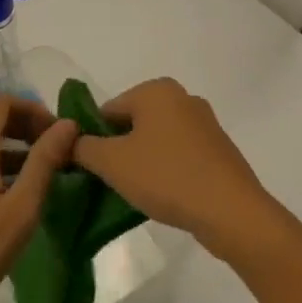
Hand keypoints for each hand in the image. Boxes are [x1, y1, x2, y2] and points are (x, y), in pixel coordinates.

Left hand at [0, 96, 77, 302]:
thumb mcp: (21, 207)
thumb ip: (44, 160)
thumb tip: (67, 123)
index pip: (3, 102)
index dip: (34, 109)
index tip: (58, 134)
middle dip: (27, 128)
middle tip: (56, 153)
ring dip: (14, 149)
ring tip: (43, 176)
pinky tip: (15, 196)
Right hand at [72, 78, 285, 262]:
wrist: (232, 212)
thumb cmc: (167, 177)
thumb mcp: (113, 163)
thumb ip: (84, 148)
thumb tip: (69, 141)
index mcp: (156, 90)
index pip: (107, 110)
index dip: (92, 139)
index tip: (87, 169)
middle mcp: (182, 97)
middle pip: (132, 123)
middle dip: (118, 150)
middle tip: (108, 183)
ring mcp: (204, 124)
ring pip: (156, 140)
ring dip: (141, 162)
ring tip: (135, 193)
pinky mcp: (218, 150)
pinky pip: (179, 155)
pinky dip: (166, 170)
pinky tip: (163, 196)